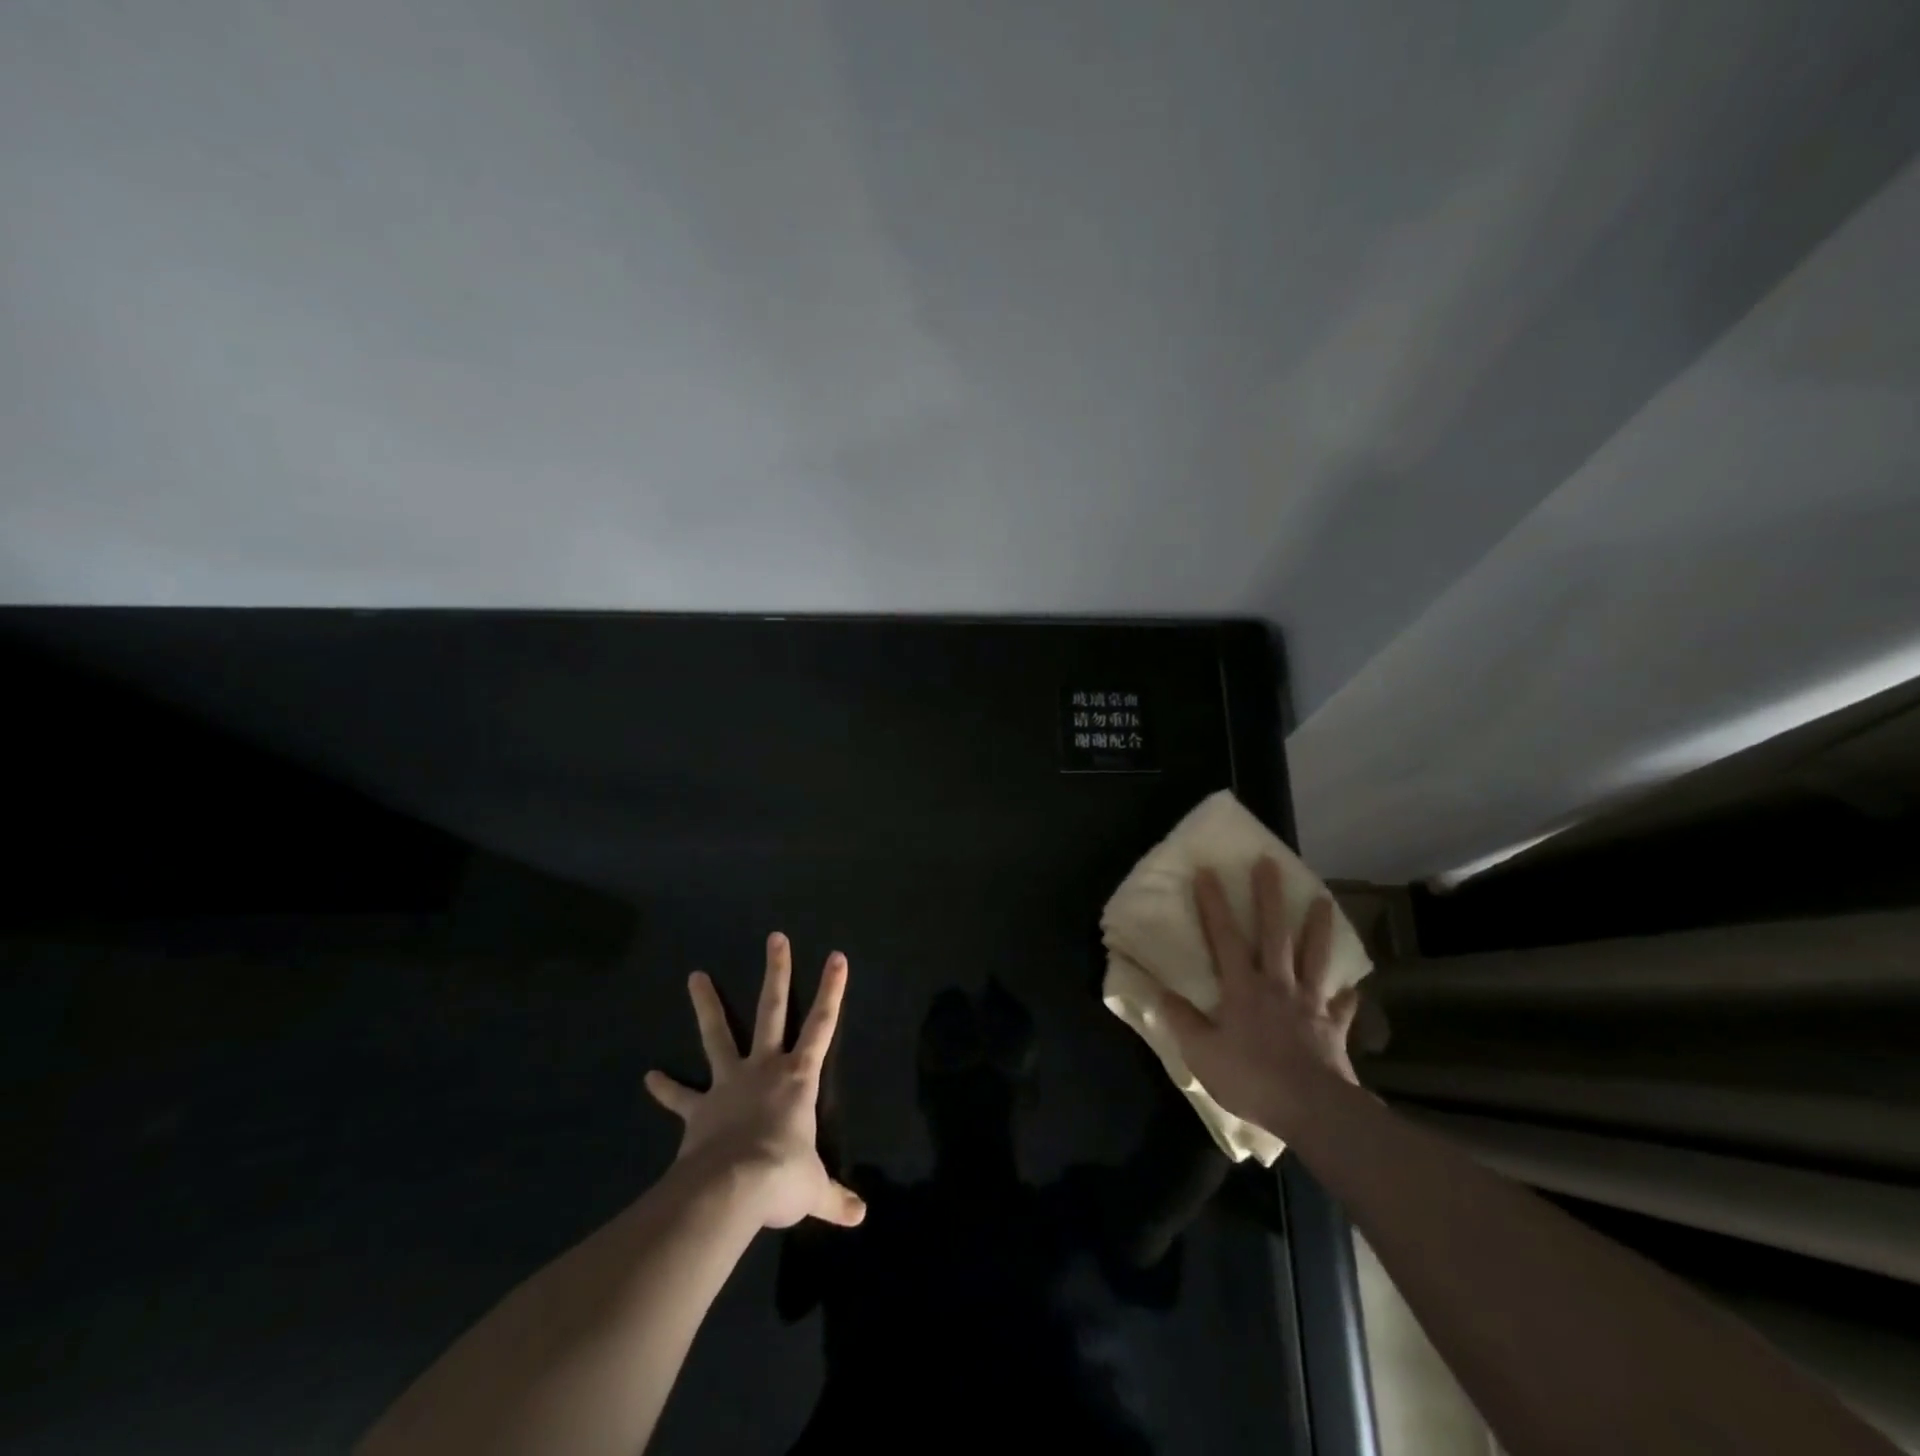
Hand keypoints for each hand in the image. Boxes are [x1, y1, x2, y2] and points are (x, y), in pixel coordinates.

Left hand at [644, 934, 865, 1230]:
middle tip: (775, 938)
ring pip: (719, 1034)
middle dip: (777, 972)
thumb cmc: (781, 1177)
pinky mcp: (700, 1109)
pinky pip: (682, 1097)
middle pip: (772, 1009)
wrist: (730, 1190)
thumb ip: (835, 1198)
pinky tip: (650, 1077)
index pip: (823, 1024)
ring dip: (708, 1005)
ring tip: (695, 975)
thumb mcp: (815, 1189)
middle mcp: (765, 1068)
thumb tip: (860, 1217)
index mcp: (799, 1077)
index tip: (837, 955)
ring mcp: (729, 1083)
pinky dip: (667, 1088)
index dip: (833, 990)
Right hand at [1157, 859, 1359, 1140]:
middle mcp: (1277, 986)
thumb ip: (1182, 1021)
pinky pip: (1342, 1008)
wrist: (1313, 1111)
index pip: (1224, 937)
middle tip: (1269, 864)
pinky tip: (1352, 988)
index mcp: (1242, 988)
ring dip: (1319, 928)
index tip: (1207, 871)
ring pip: (1315, 958)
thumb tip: (1160, 993)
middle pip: (1274, 934)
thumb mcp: (1202, 1054)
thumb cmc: (1252, 1078)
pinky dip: (1347, 996)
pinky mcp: (1333, 1029)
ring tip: (1324, 901)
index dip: (1213, 904)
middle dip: (1269, 897)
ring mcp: (1310, 1005)